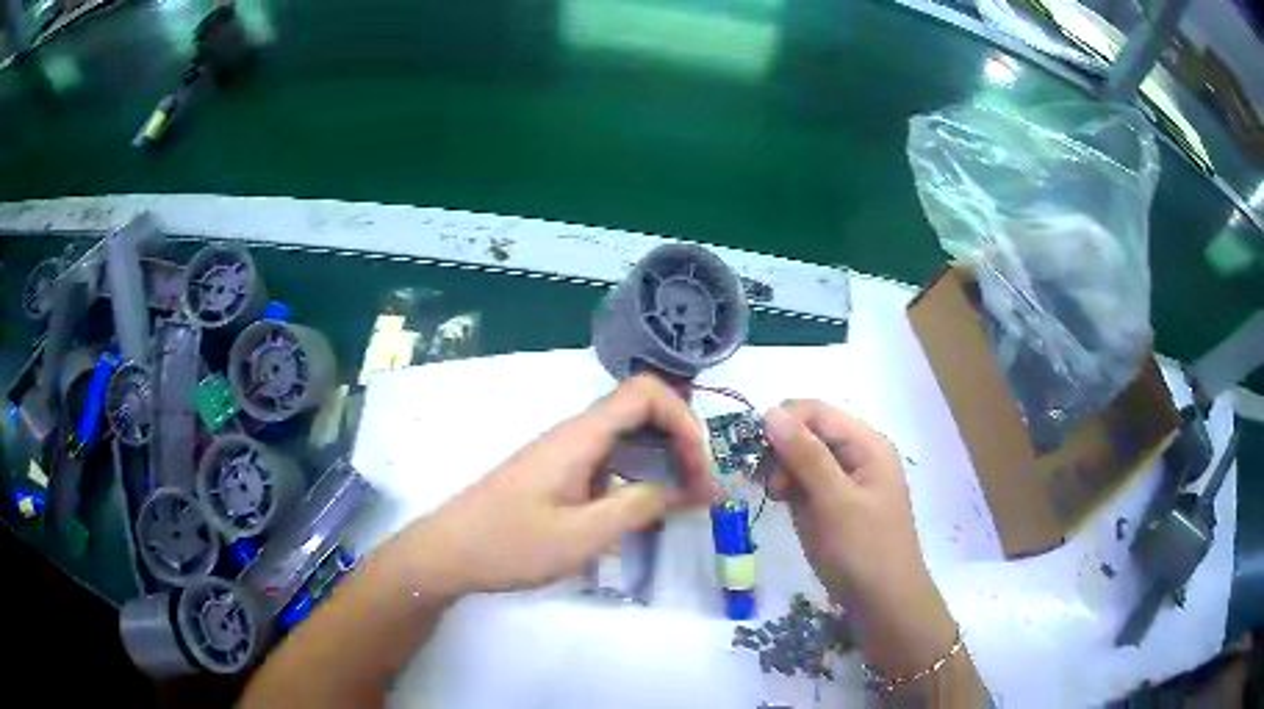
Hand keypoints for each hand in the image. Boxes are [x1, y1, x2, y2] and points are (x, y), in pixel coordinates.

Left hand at [392, 375, 718, 598]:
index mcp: (581, 436)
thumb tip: (683, 488)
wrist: (448, 553)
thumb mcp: (582, 535)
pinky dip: (639, 477)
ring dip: (663, 462)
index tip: (699, 468)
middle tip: (701, 491)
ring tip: (684, 502)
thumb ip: (637, 507)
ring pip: (628, 438)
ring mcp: (565, 453)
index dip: (684, 420)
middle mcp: (575, 434)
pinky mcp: (558, 474)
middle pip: (643, 412)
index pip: (646, 393)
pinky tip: (645, 511)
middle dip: (681, 444)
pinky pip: (610, 461)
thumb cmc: (510, 544)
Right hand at [764, 400, 955, 675]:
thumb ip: (805, 455)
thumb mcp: (834, 502)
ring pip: (805, 458)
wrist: (884, 605)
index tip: (755, 454)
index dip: (782, 423)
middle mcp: (859, 455)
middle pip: (810, 432)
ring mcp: (849, 481)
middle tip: (769, 486)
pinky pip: (809, 483)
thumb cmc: (863, 551)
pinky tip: (788, 507)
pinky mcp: (839, 504)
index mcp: (867, 445)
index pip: (816, 412)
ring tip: (777, 499)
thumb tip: (770, 412)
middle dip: (782, 451)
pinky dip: (793, 490)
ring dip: (784, 472)